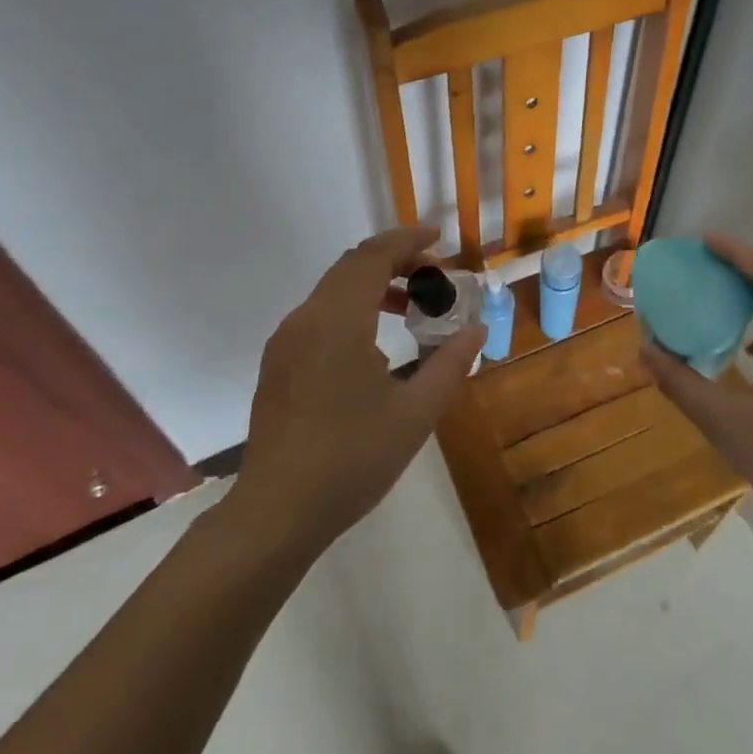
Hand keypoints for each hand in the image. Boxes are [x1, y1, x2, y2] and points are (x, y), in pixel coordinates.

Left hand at [230, 226, 483, 553]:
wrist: (275, 512)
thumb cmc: (351, 460)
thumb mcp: (415, 415)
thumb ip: (450, 364)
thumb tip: (476, 331)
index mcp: (338, 321)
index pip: (373, 256)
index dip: (408, 241)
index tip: (440, 241)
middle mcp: (306, 318)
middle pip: (352, 265)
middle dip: (395, 260)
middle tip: (434, 277)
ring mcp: (286, 340)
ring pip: (333, 289)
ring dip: (373, 284)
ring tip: (410, 307)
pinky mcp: (278, 362)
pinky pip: (319, 313)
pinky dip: (352, 307)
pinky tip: (374, 343)